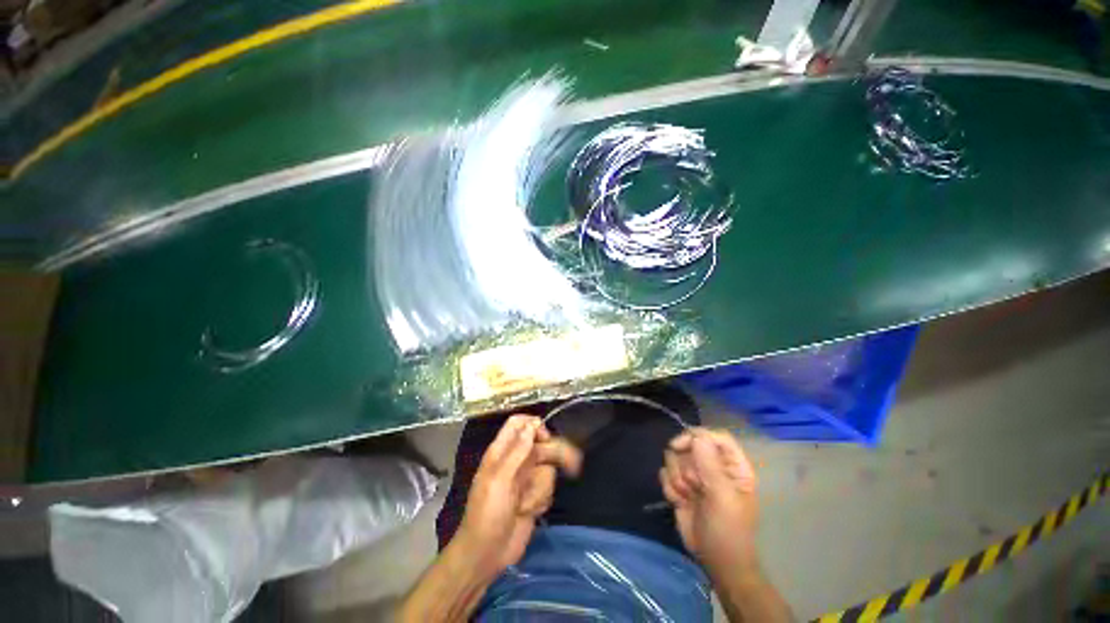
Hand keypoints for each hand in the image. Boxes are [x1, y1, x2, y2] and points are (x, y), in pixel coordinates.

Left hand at [456, 414, 581, 577]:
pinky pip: (548, 487)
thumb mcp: (500, 480)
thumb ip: (517, 450)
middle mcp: (515, 460)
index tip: (545, 437)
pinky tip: (529, 512)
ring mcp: (526, 478)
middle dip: (553, 456)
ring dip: (540, 488)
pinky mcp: (534, 495)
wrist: (488, 554)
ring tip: (525, 505)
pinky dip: (541, 499)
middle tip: (573, 462)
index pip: (518, 424)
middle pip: (541, 445)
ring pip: (547, 468)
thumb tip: (532, 424)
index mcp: (501, 451)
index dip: (533, 425)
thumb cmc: (488, 514)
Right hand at [660, 428, 759, 573]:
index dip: (696, 436)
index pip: (715, 437)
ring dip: (676, 478)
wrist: (715, 561)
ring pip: (674, 457)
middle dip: (685, 465)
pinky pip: (666, 472)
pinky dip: (670, 487)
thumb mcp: (723, 497)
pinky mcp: (680, 484)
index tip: (679, 445)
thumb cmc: (728, 530)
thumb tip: (697, 436)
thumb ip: (710, 465)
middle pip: (689, 444)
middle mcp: (713, 465)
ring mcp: (695, 474)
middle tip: (693, 486)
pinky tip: (679, 502)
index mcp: (733, 465)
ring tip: (688, 496)